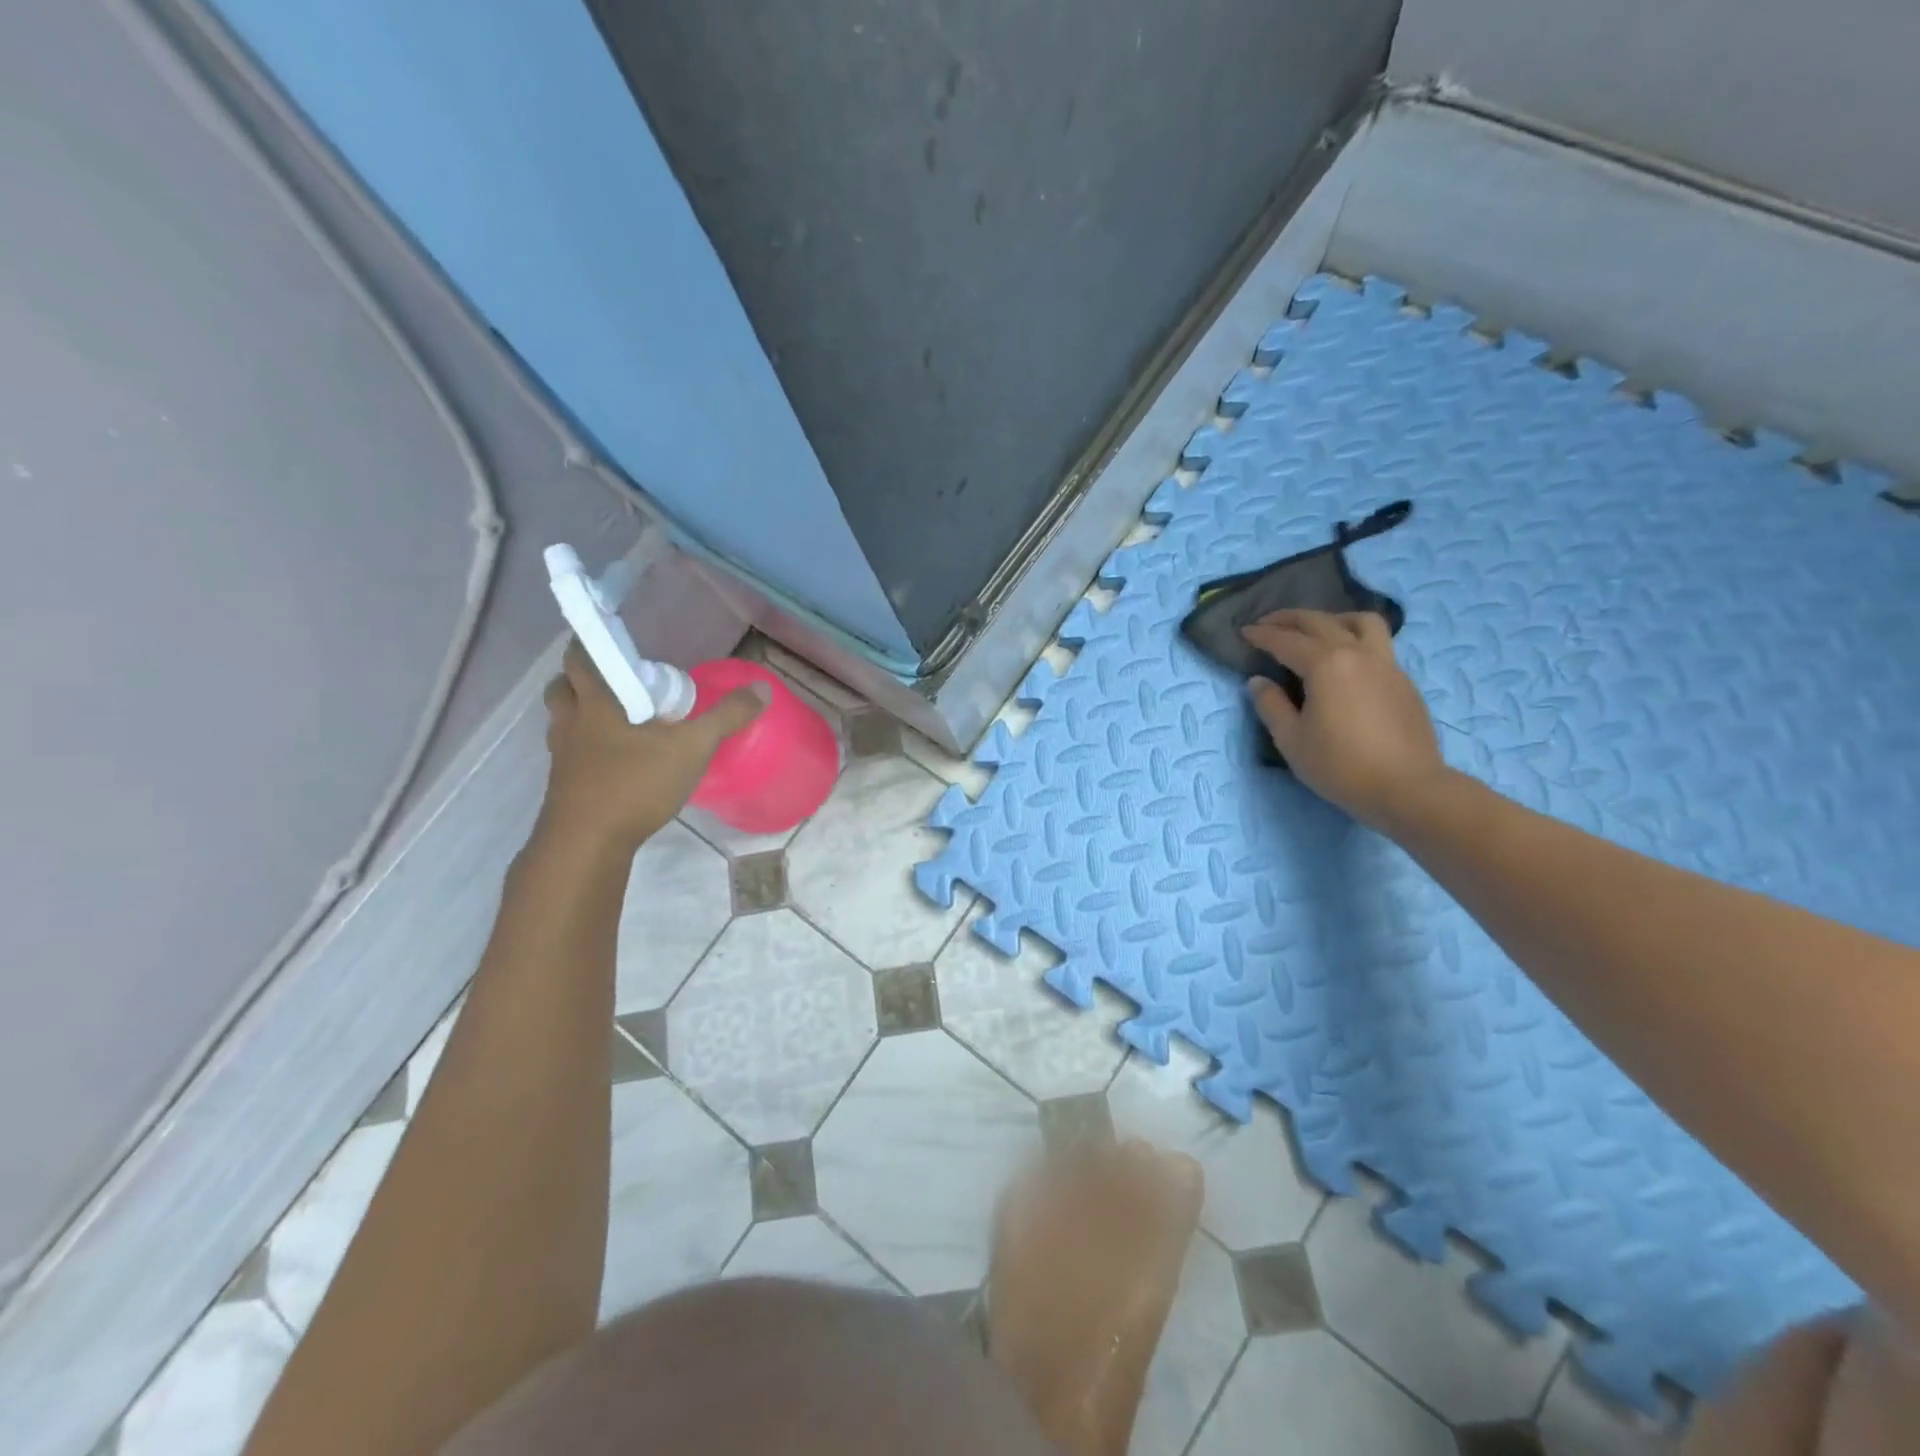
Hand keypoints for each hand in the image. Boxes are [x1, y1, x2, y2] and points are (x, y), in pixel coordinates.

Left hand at [538, 642, 766, 853]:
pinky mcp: (563, 785)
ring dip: (581, 713)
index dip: (590, 644)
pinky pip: (569, 753)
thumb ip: (726, 717)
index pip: (579, 659)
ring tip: (616, 719)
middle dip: (582, 677)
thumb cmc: (634, 784)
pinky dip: (586, 748)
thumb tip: (761, 689)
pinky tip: (615, 761)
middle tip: (617, 680)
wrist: (587, 844)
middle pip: (562, 687)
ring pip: (561, 722)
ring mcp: (562, 756)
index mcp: (595, 704)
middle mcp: (570, 724)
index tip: (613, 642)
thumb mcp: (692, 748)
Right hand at [1241, 610, 1446, 831]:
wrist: (1406, 788)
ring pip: (1362, 622)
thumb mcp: (1291, 740)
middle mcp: (1357, 653)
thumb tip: (1258, 681)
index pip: (1286, 641)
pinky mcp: (1403, 680)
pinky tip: (1346, 660)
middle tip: (1268, 623)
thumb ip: (1271, 705)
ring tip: (1317, 630)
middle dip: (1290, 618)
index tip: (1244, 632)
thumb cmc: (1340, 766)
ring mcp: (1386, 664)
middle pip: (1321, 621)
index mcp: (1326, 665)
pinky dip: (1355, 638)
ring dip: (1333, 618)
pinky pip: (1378, 643)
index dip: (1262, 635)